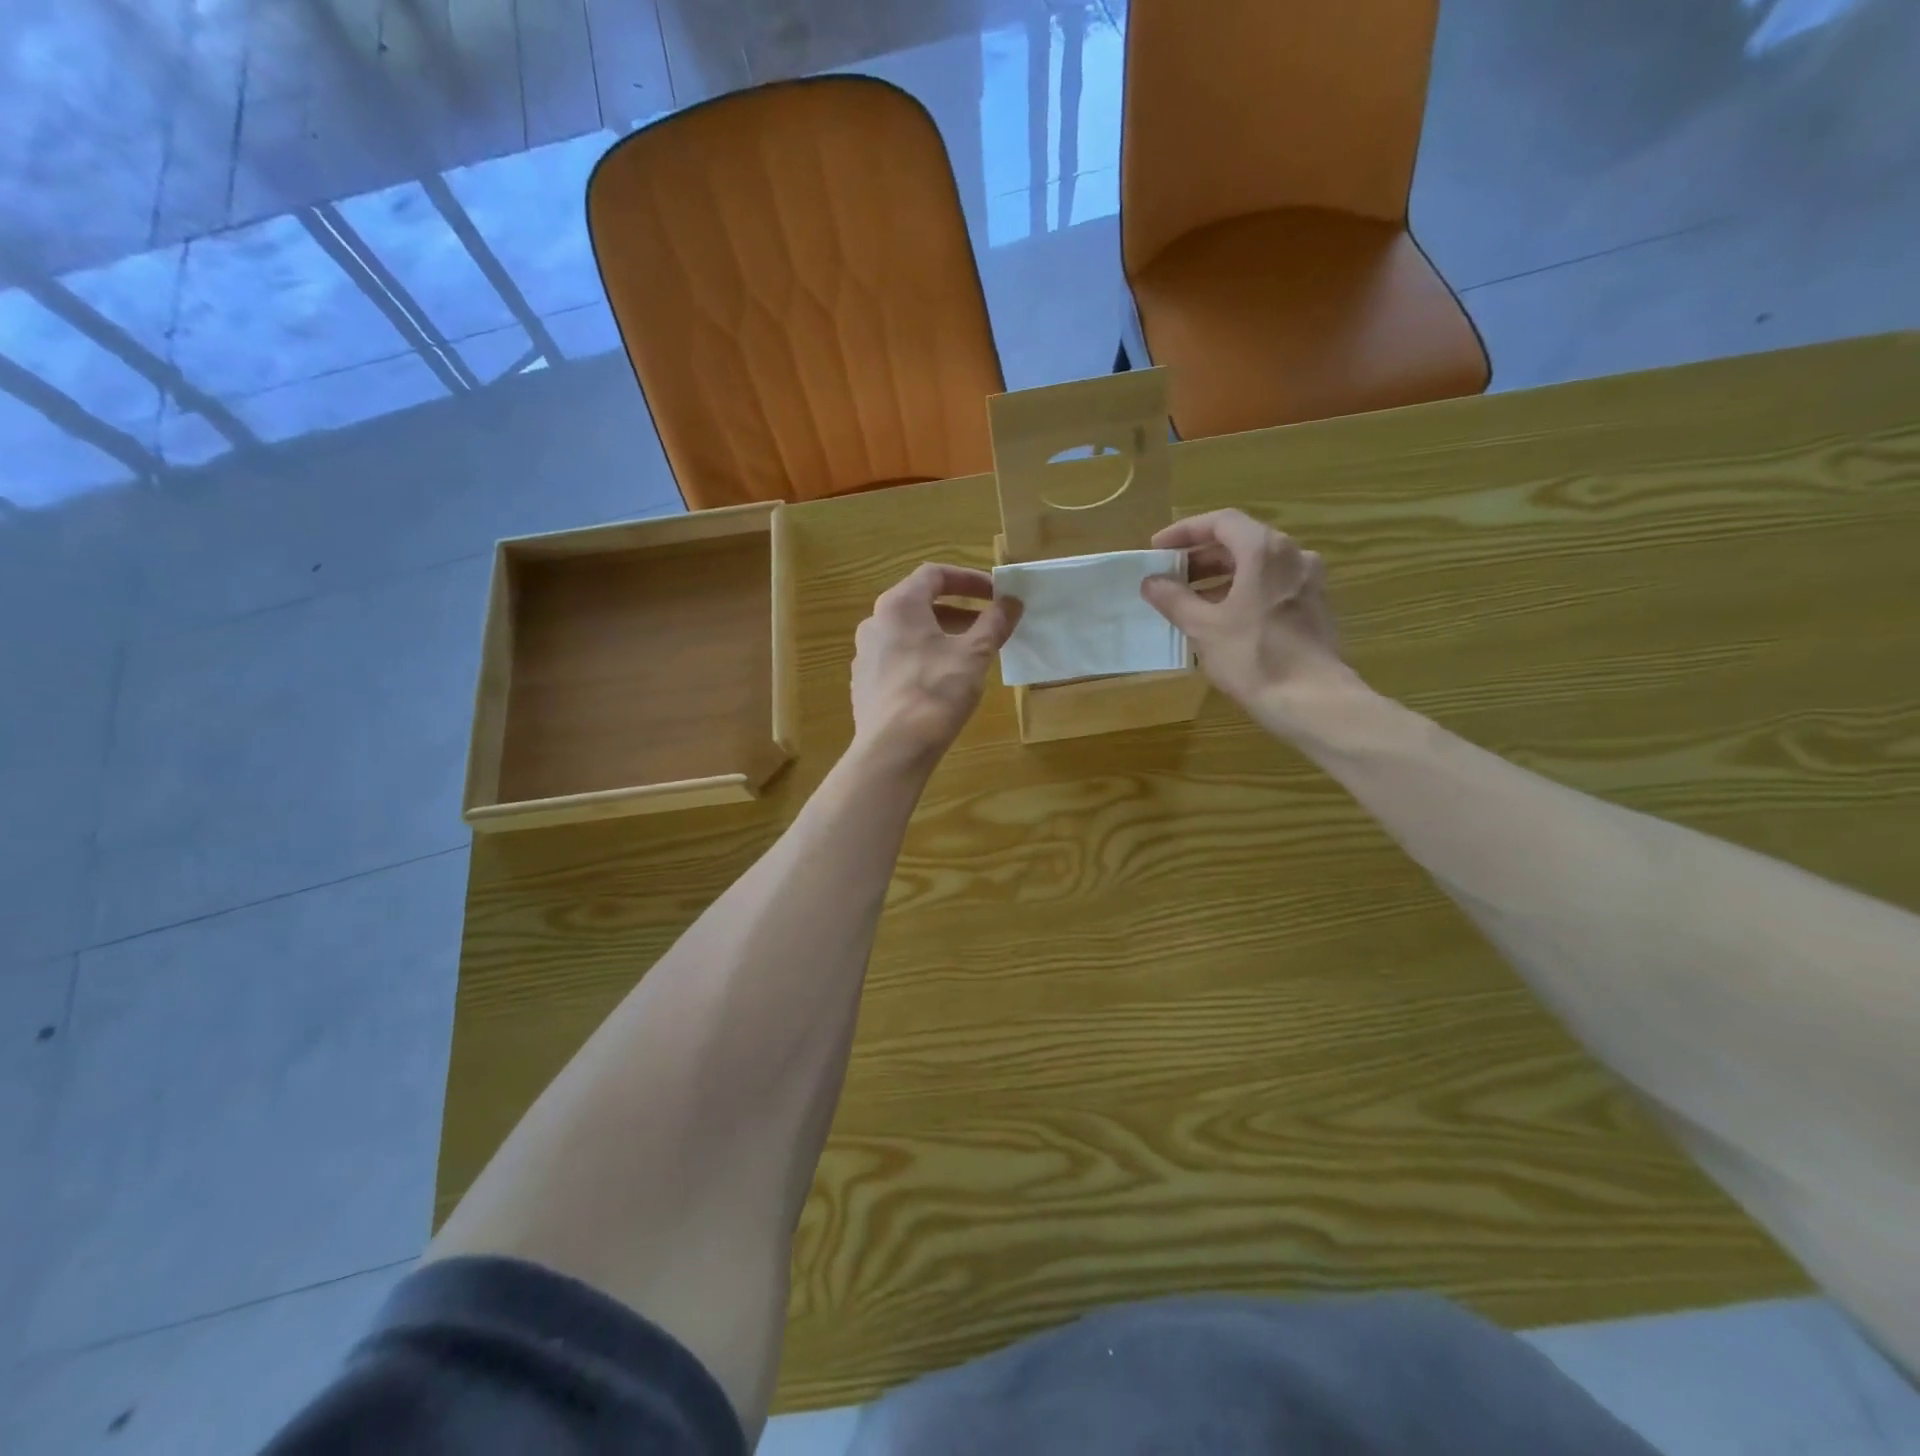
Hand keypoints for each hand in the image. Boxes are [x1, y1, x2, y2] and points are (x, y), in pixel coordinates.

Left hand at [851, 564, 1020, 766]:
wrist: (893, 748)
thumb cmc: (936, 692)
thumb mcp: (974, 654)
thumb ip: (994, 623)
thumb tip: (1012, 601)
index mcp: (898, 605)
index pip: (935, 575)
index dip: (969, 579)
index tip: (996, 594)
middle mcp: (875, 622)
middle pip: (920, 603)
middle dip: (958, 610)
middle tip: (988, 624)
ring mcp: (865, 654)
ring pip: (909, 633)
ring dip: (942, 635)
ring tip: (970, 654)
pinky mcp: (864, 683)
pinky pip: (898, 658)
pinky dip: (923, 657)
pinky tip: (943, 681)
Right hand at [1139, 510, 1353, 712]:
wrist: (1311, 700)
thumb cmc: (1253, 657)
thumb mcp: (1203, 628)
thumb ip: (1174, 599)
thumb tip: (1151, 582)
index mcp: (1264, 550)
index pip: (1221, 522)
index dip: (1185, 532)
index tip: (1158, 549)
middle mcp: (1293, 555)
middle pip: (1241, 541)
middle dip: (1202, 556)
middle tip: (1170, 575)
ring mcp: (1309, 581)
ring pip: (1258, 565)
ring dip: (1222, 575)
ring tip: (1191, 599)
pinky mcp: (1315, 606)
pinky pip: (1273, 585)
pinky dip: (1244, 590)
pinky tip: (1223, 617)